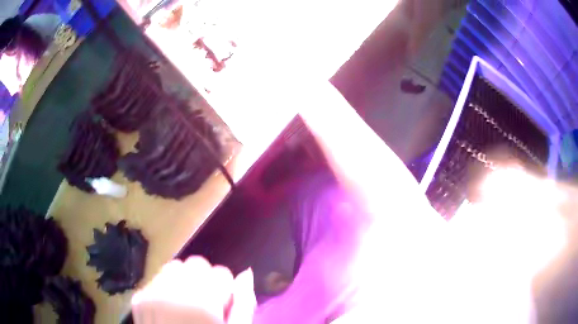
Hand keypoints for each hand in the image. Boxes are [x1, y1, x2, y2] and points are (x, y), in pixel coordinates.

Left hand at [131, 256, 255, 323]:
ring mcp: (152, 293)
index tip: (222, 305)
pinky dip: (168, 286)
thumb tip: (245, 274)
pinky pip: (158, 278)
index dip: (225, 289)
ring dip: (185, 280)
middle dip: (205, 279)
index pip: (221, 272)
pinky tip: (171, 306)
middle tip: (206, 302)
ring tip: (188, 302)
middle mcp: (173, 292)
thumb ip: (243, 304)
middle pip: (196, 264)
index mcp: (202, 304)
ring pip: (175, 267)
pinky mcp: (139, 298)